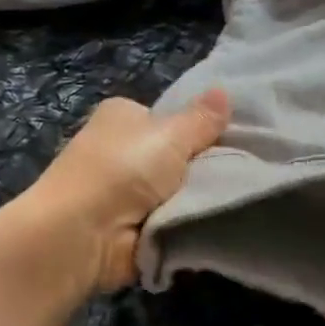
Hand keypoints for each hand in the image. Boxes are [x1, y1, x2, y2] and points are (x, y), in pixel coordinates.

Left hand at [27, 90, 231, 291]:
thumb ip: (202, 119)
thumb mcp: (171, 135)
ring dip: (197, 198)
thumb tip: (224, 91)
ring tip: (233, 199)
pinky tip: (214, 221)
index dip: (200, 128)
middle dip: (203, 166)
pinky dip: (186, 223)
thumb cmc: (123, 169)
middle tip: (241, 171)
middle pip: (177, 155)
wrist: (83, 234)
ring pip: (178, 190)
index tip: (232, 140)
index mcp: (123, 116)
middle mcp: (121, 149)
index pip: (170, 117)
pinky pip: (172, 219)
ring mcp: (124, 191)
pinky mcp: (130, 227)